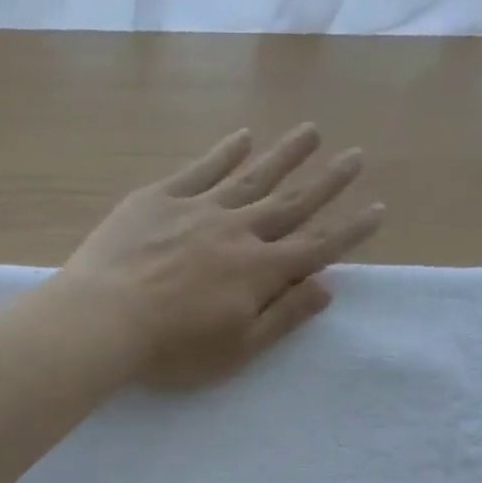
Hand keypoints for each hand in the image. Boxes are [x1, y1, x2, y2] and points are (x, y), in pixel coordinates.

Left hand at [63, 124, 383, 388]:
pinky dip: (225, 152)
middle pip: (291, 203)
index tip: (377, 209)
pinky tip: (242, 136)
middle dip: (327, 182)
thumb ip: (283, 317)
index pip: (316, 248)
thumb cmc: (173, 349)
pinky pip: (202, 169)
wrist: (104, 318)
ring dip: (285, 155)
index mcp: (259, 273)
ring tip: (311, 132)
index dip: (349, 231)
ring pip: (252, 177)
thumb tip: (326, 288)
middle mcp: (238, 232)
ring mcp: (199, 209)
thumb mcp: (237, 349)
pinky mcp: (160, 198)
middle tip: (356, 156)